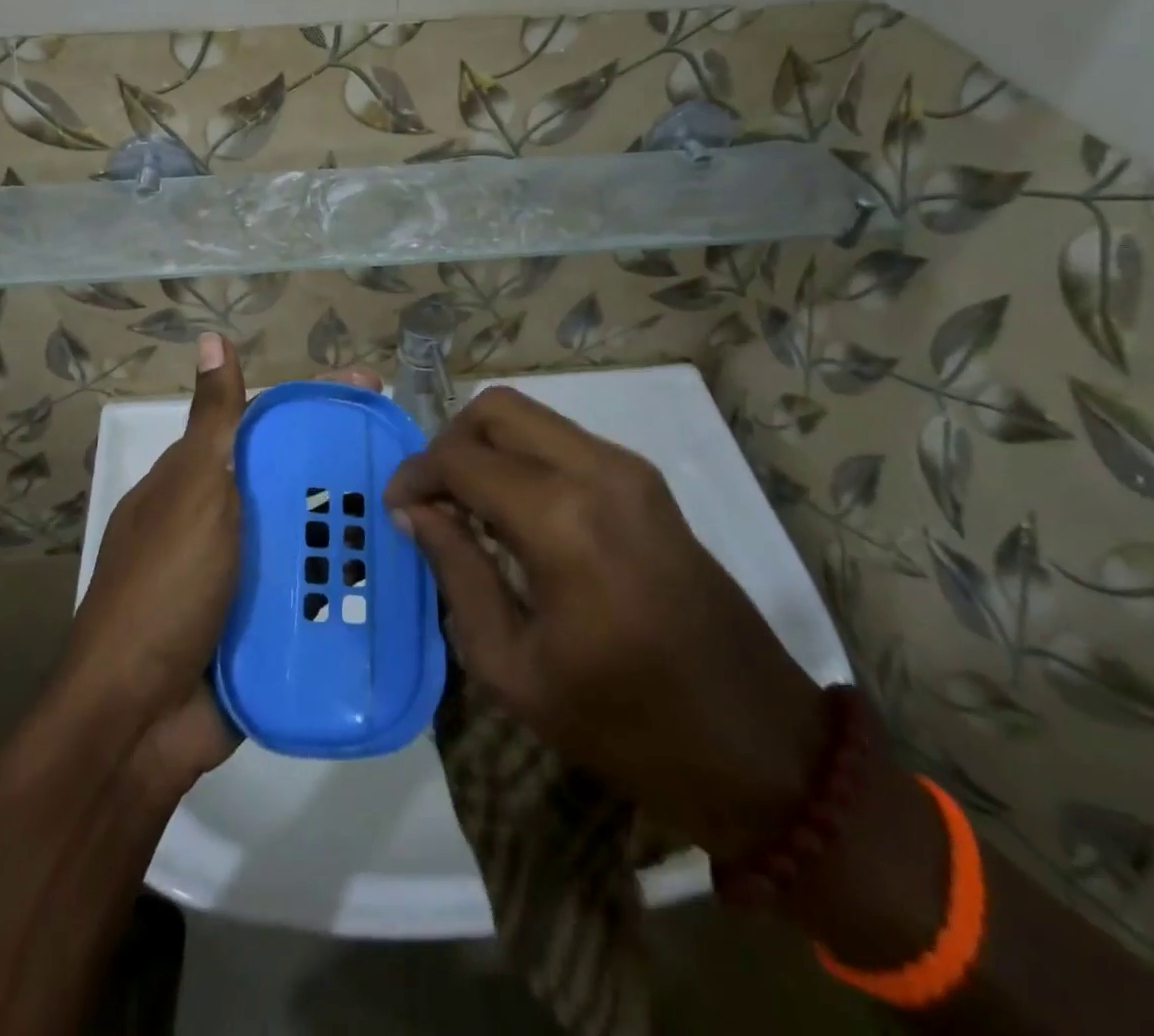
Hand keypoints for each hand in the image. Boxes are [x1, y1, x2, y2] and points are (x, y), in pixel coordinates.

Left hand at [61, 339, 385, 793]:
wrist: (139, 719)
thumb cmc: (165, 589)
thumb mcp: (192, 493)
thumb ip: (215, 424)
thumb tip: (212, 339)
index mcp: (200, 483)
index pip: (265, 424)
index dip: (316, 402)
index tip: (371, 388)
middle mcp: (224, 523)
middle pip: (294, 480)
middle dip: (346, 465)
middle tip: (410, 457)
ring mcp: (245, 577)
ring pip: (309, 536)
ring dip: (355, 525)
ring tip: (420, 510)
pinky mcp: (266, 626)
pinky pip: (314, 591)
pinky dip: (348, 581)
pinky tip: (400, 572)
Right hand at [385, 387, 830, 858]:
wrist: (758, 745)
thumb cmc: (623, 722)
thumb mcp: (511, 666)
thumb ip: (457, 571)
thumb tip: (415, 513)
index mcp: (560, 520)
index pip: (460, 458)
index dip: (415, 475)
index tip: (395, 509)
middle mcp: (597, 472)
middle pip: (496, 409)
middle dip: (449, 443)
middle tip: (432, 499)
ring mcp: (630, 470)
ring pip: (532, 417)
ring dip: (486, 447)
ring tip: (466, 507)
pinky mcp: (648, 482)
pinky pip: (565, 441)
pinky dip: (523, 458)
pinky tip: (514, 514)